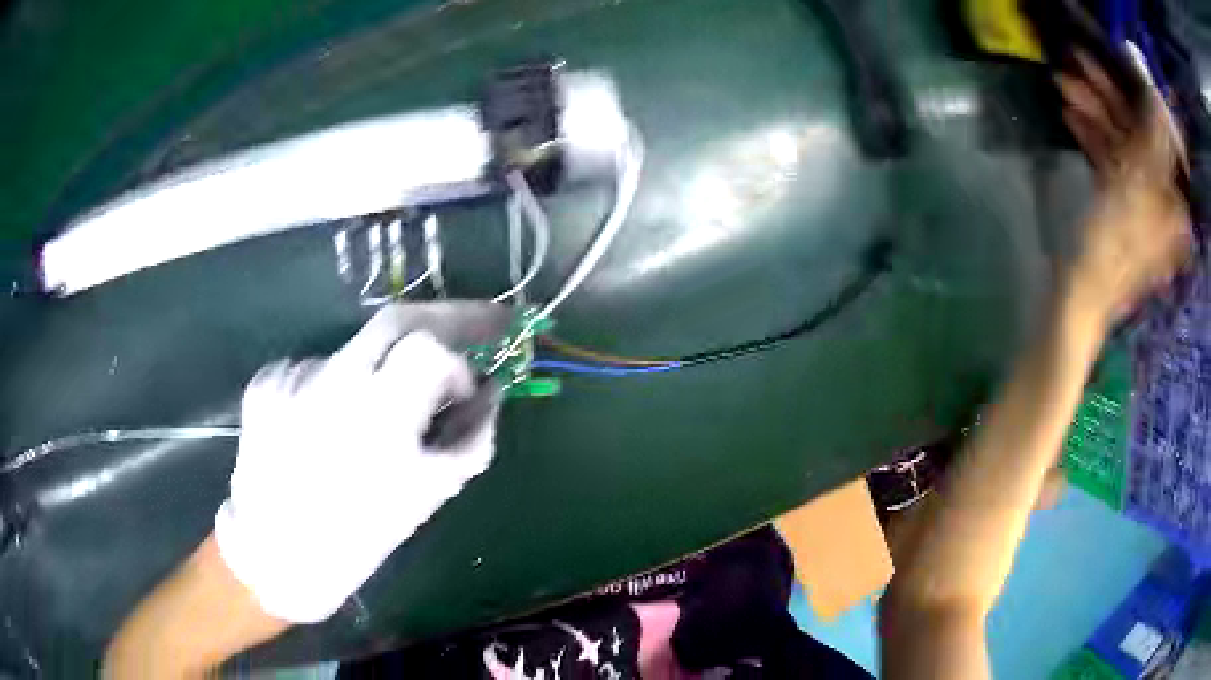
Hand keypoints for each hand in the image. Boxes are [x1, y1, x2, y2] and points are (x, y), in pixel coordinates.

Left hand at [215, 305, 496, 622]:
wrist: (277, 555)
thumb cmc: (358, 536)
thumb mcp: (428, 496)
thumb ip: (471, 437)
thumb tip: (491, 392)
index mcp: (379, 414)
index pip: (431, 346)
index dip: (458, 365)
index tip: (466, 391)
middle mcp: (332, 381)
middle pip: (395, 319)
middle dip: (440, 320)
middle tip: (466, 331)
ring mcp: (293, 376)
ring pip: (354, 350)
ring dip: (380, 370)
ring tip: (373, 419)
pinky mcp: (266, 382)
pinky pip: (317, 368)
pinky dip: (336, 386)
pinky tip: (330, 426)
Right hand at [1058, 52, 1189, 325]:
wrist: (1082, 296)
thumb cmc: (1112, 247)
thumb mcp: (1135, 189)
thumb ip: (1150, 142)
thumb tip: (1155, 98)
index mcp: (1172, 202)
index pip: (1158, 137)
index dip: (1134, 99)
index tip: (1109, 68)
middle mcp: (1161, 200)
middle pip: (1138, 138)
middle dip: (1107, 101)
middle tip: (1077, 66)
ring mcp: (1140, 203)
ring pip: (1120, 145)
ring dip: (1094, 115)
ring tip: (1063, 86)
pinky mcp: (1120, 207)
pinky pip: (1110, 162)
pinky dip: (1092, 138)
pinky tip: (1070, 115)